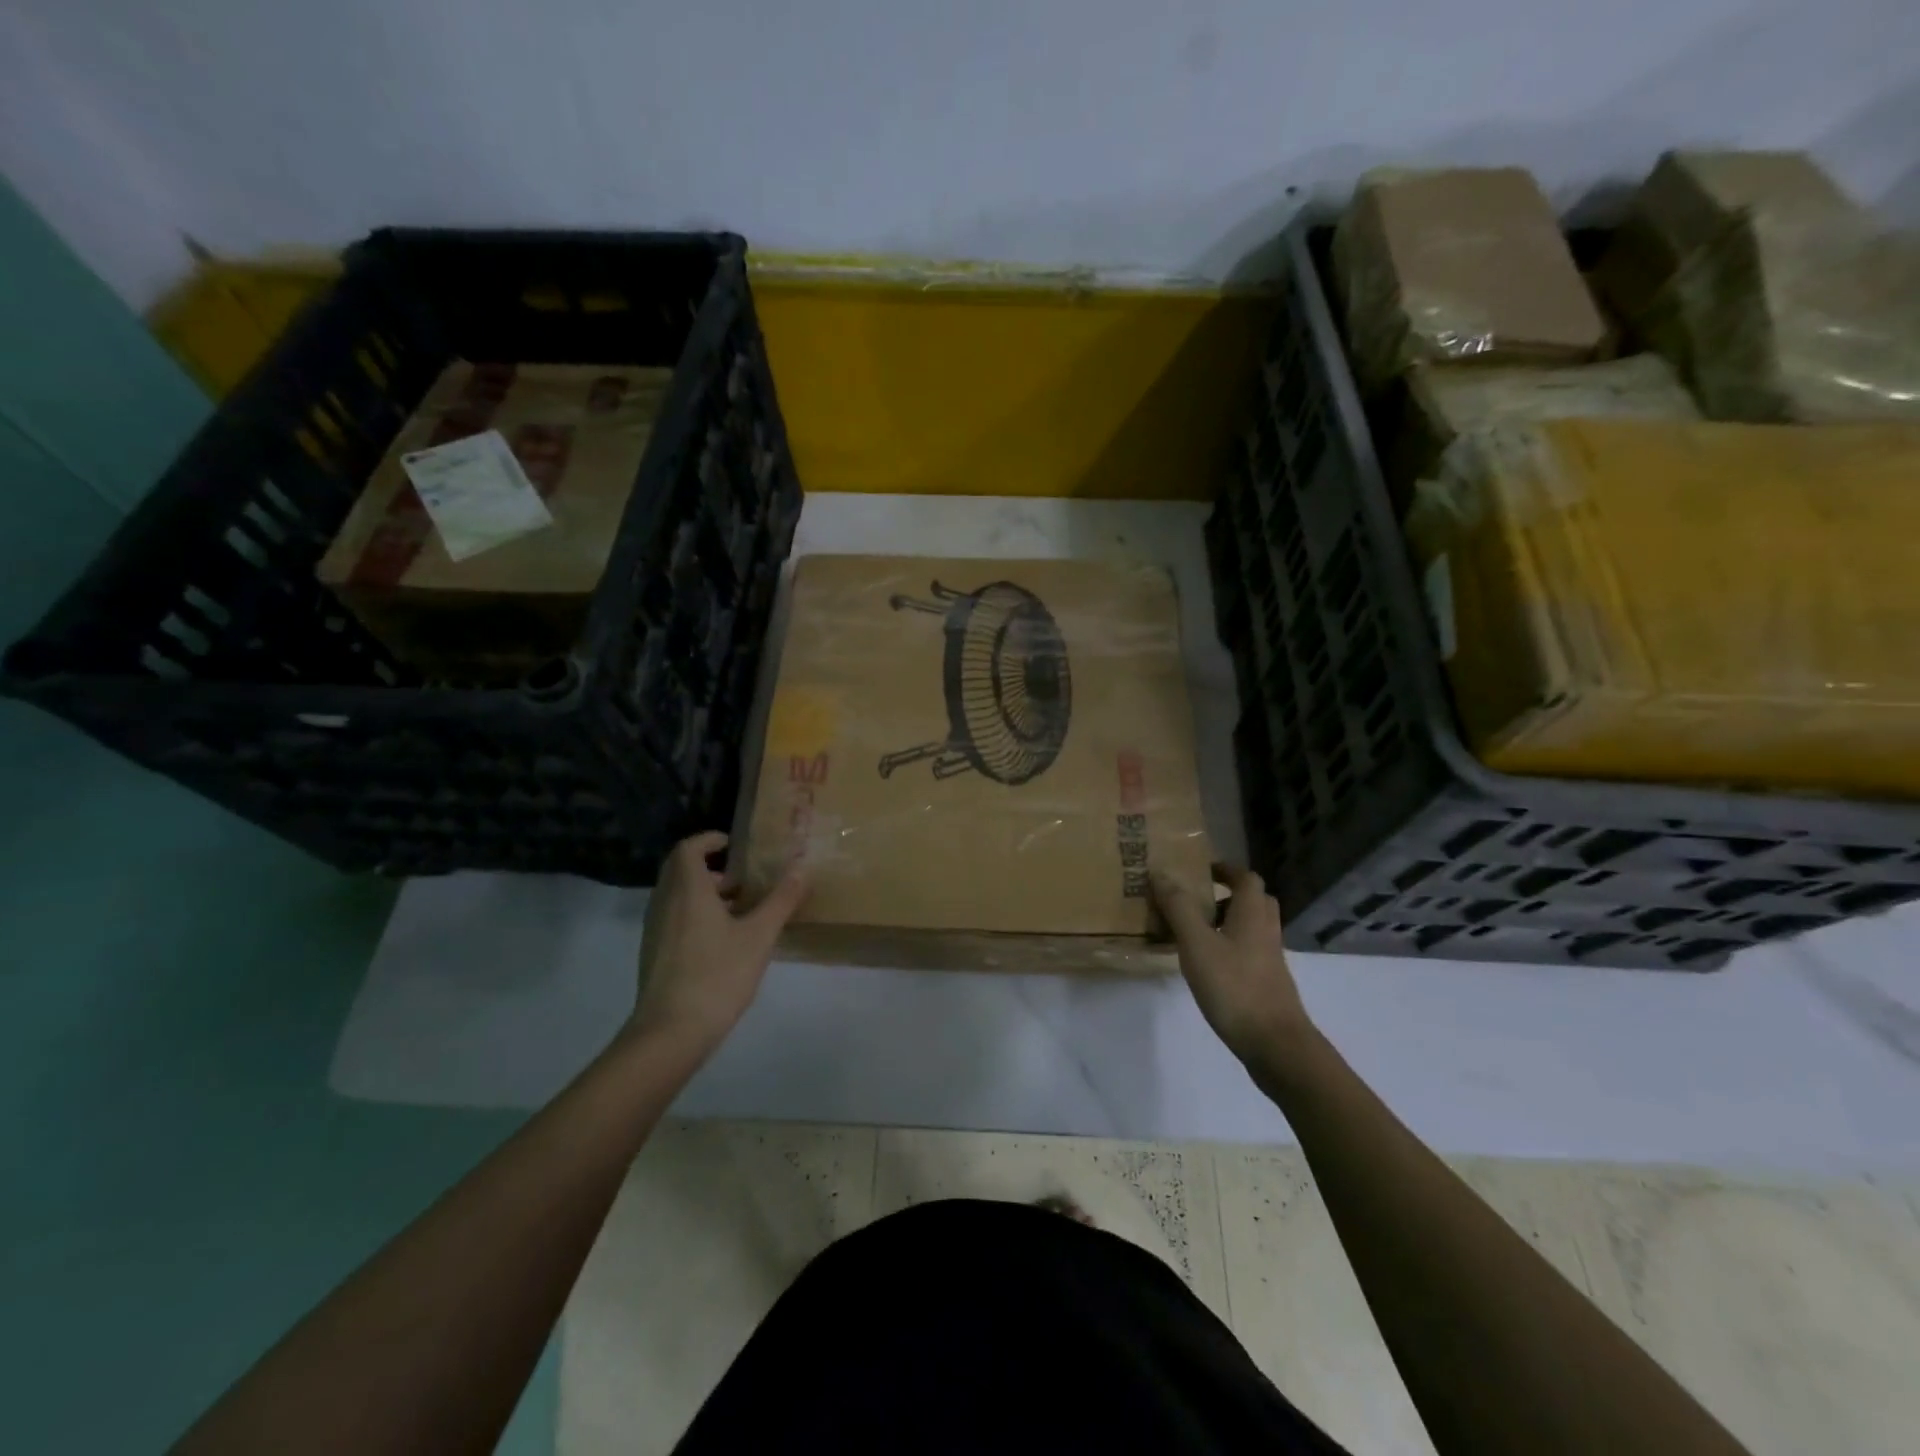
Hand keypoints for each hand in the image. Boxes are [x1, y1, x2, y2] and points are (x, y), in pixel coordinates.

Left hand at [630, 831, 806, 1056]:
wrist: (671, 1032)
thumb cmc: (717, 975)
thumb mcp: (759, 936)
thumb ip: (781, 900)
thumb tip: (802, 869)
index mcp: (687, 890)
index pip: (688, 848)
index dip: (710, 840)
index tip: (735, 845)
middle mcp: (664, 903)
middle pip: (680, 870)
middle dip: (711, 867)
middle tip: (743, 878)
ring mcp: (655, 930)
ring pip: (677, 896)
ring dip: (704, 893)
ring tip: (740, 910)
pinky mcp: (654, 954)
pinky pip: (673, 918)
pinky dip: (695, 914)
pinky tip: (723, 941)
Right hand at [1150, 864, 1312, 1063]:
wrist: (1275, 1044)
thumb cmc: (1234, 986)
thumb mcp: (1197, 944)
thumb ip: (1179, 908)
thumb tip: (1160, 872)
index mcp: (1252, 914)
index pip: (1247, 878)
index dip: (1226, 869)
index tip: (1201, 870)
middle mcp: (1266, 931)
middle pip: (1254, 901)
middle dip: (1228, 895)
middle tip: (1198, 899)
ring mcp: (1270, 959)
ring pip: (1251, 928)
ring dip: (1227, 922)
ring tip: (1194, 931)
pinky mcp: (1267, 983)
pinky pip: (1248, 951)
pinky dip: (1229, 947)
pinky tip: (1206, 965)